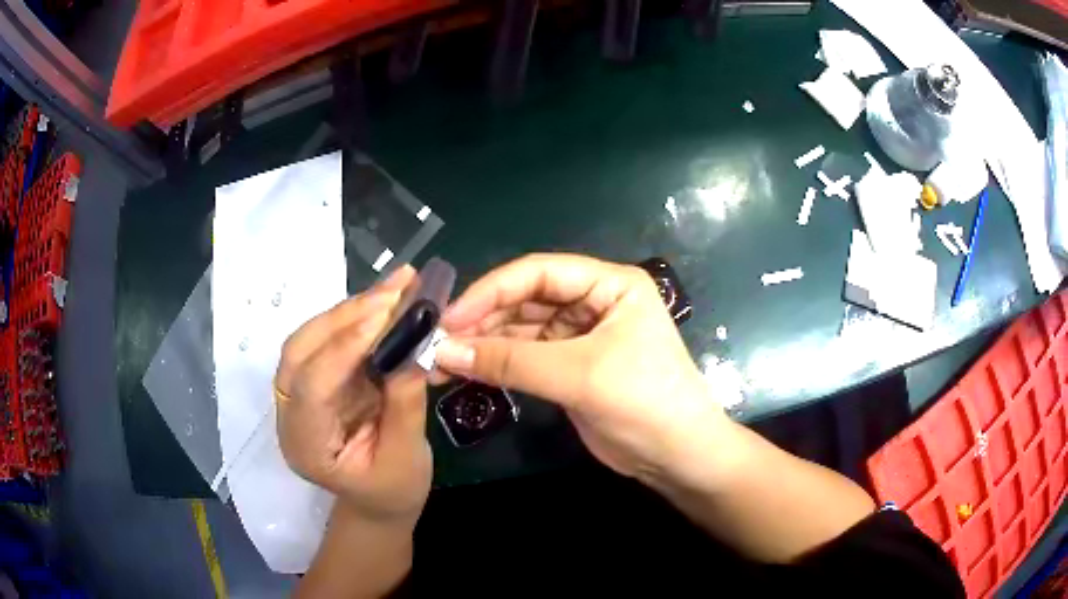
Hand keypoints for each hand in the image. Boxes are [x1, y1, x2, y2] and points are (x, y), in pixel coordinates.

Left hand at [275, 266, 431, 524]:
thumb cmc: (391, 491)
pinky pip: (331, 338)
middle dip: (346, 315)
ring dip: (353, 308)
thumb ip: (405, 408)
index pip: (311, 387)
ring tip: (398, 285)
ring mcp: (300, 391)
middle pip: (301, 350)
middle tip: (395, 291)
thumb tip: (413, 350)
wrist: (377, 500)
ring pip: (313, 336)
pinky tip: (388, 299)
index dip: (343, 348)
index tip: (387, 316)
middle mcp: (291, 412)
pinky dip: (359, 316)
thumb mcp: (406, 460)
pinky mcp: (318, 377)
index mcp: (305, 445)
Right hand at [435, 253, 738, 487]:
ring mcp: (581, 335)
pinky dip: (497, 364)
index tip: (448, 318)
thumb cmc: (643, 402)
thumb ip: (510, 361)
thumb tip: (444, 351)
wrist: (677, 456)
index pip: (538, 272)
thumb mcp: (578, 376)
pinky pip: (525, 356)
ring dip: (484, 344)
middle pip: (526, 299)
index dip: (490, 291)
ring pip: (521, 329)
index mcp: (609, 284)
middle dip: (482, 321)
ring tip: (441, 362)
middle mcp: (594, 301)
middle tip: (437, 344)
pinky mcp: (570, 367)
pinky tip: (467, 372)